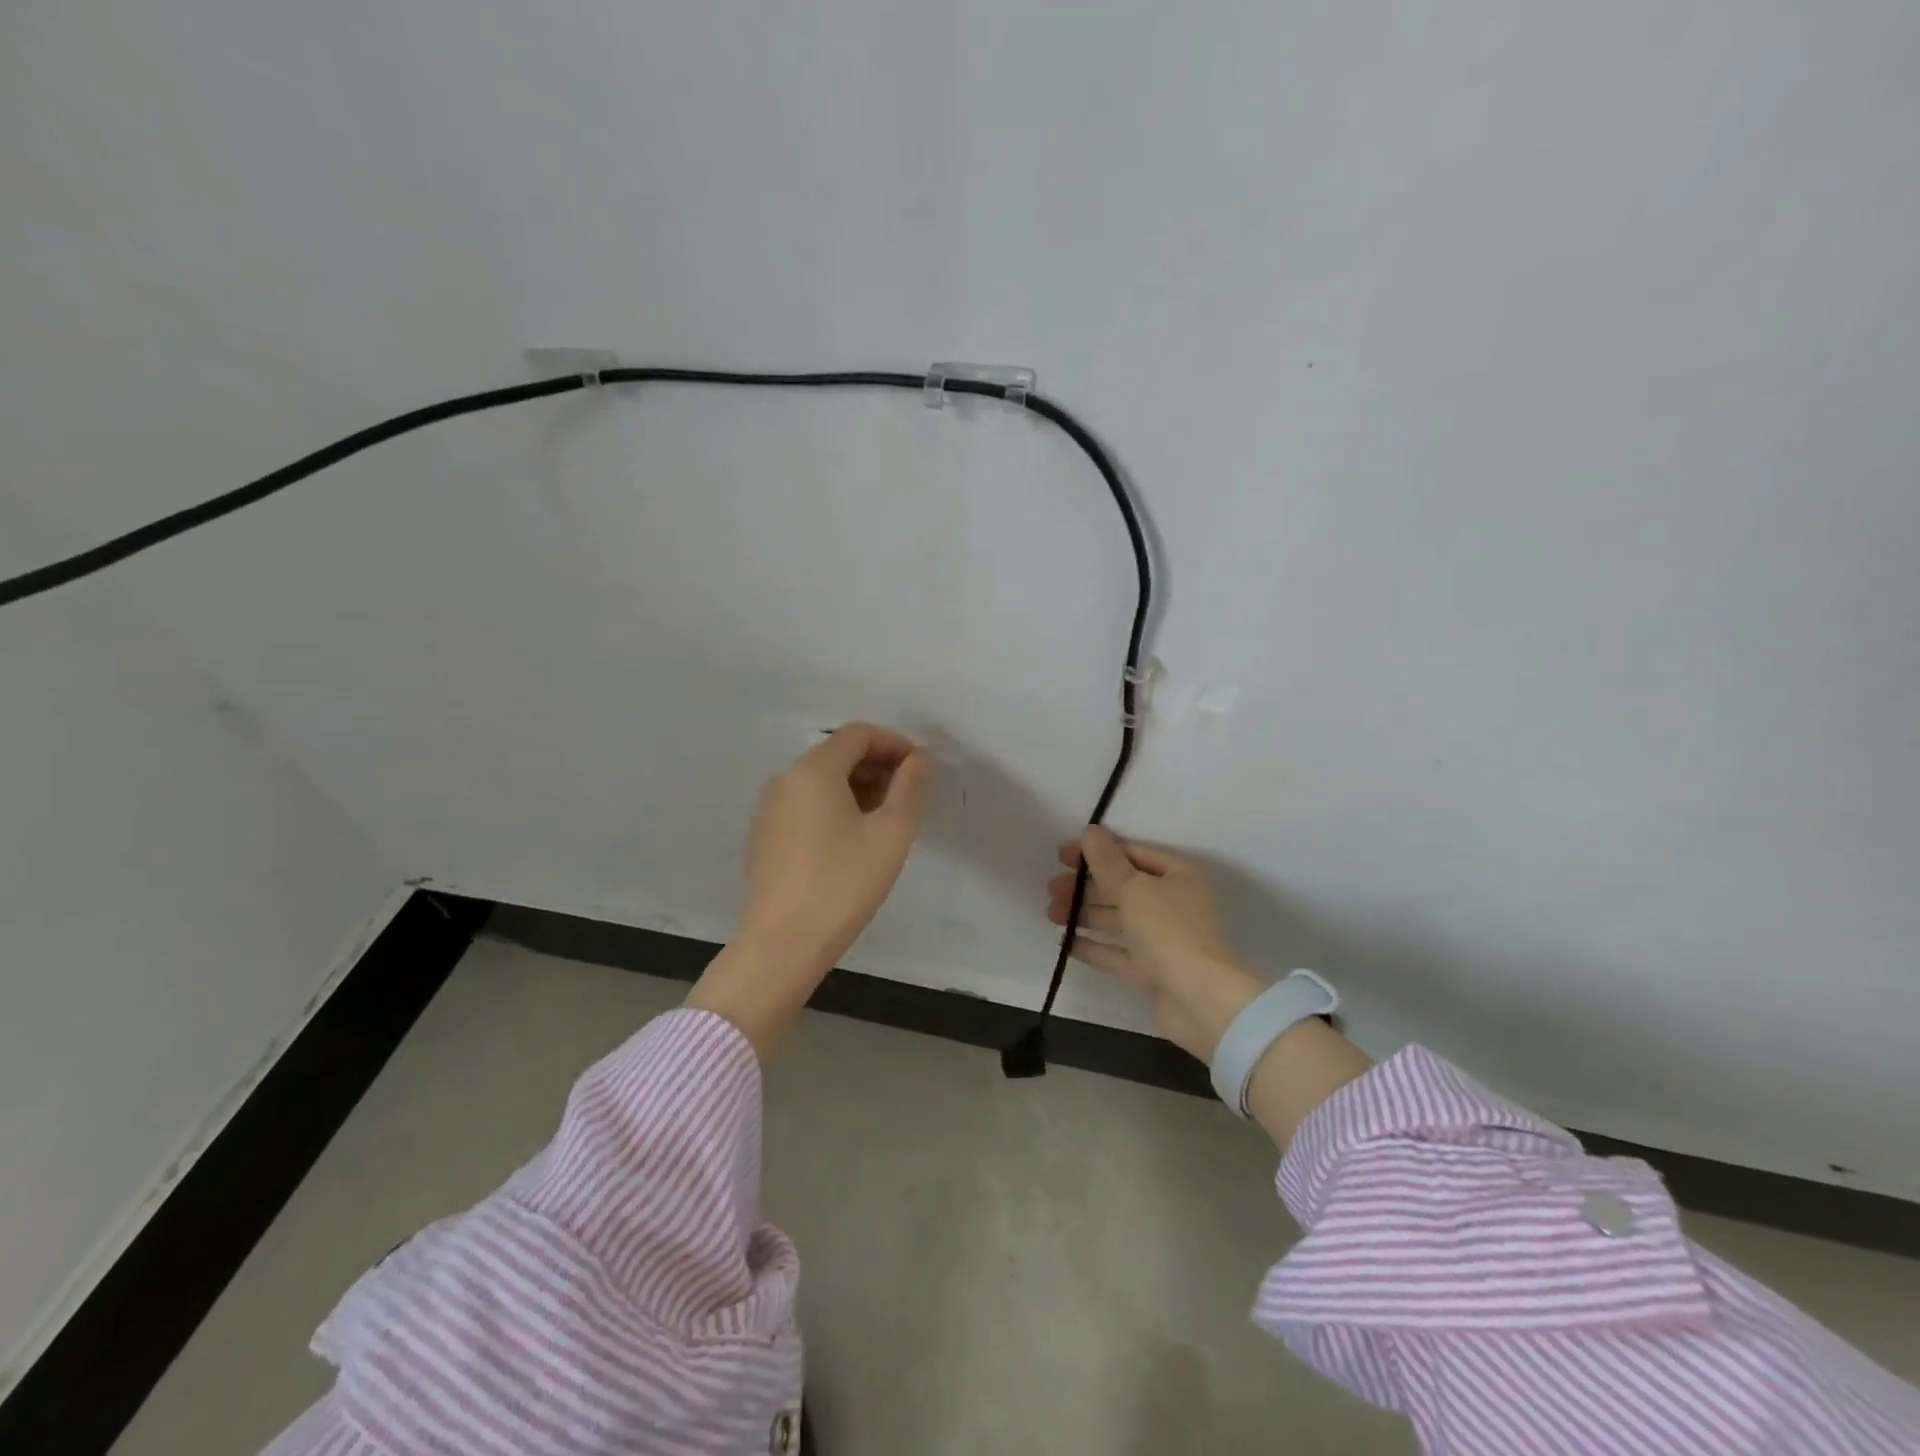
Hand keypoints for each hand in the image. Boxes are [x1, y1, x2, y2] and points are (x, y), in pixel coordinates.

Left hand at [690, 723, 930, 1058]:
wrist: (782, 943)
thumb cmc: (843, 884)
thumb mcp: (891, 834)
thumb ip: (909, 787)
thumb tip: (918, 760)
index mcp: (814, 770)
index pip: (858, 734)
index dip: (894, 743)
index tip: (921, 768)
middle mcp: (785, 778)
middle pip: (837, 753)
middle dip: (877, 764)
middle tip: (908, 794)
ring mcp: (769, 807)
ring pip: (820, 779)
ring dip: (856, 786)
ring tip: (885, 817)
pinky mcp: (764, 835)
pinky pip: (804, 803)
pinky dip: (833, 805)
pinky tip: (851, 838)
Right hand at [1047, 826, 1263, 1062]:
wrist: (1200, 1000)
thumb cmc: (1168, 930)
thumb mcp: (1133, 888)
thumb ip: (1107, 861)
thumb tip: (1091, 831)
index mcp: (1177, 876)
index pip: (1132, 854)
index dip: (1097, 852)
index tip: (1062, 857)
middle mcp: (1172, 903)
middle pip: (1122, 887)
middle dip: (1086, 886)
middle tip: (1052, 890)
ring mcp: (1162, 939)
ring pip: (1117, 919)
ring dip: (1084, 913)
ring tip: (1051, 914)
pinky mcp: (1152, 970)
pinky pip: (1117, 952)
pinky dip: (1093, 946)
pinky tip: (1065, 942)